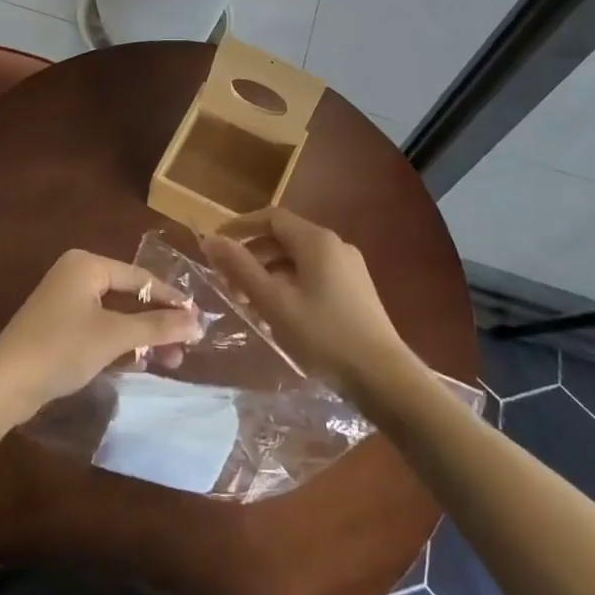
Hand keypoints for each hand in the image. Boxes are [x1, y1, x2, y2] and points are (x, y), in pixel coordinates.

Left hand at [0, 249, 203, 416]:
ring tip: (171, 361)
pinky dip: (120, 345)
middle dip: (158, 323)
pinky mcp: (58, 329)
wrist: (4, 385)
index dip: (171, 298)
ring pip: (116, 316)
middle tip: (186, 345)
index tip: (198, 318)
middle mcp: (76, 276)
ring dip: (142, 338)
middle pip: (129, 296)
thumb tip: (198, 322)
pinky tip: (140, 364)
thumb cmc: (61, 348)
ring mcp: (65, 303)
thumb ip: (157, 327)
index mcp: (87, 265)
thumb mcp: (114, 336)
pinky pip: (100, 330)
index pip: (140, 277)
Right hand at [202, 209, 419, 401]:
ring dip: (269, 273)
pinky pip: (314, 275)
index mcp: (316, 240)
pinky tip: (279, 314)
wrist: (383, 376)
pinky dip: (289, 284)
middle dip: (252, 256)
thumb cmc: (323, 335)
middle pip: (284, 238)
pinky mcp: (355, 289)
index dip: (240, 227)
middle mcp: (335, 245)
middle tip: (227, 282)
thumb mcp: (274, 303)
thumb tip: (211, 240)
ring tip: (248, 303)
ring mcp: (349, 267)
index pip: (271, 218)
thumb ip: (241, 269)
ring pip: (299, 259)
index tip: (215, 246)